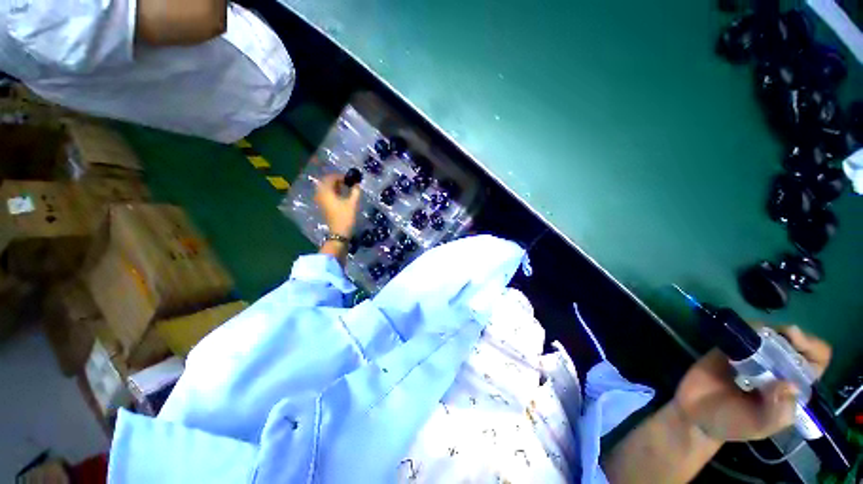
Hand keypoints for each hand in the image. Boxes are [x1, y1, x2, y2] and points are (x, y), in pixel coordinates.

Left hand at [314, 173, 361, 237]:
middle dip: (337, 180)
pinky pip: (326, 194)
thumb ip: (355, 192)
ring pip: (326, 189)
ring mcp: (320, 201)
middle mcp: (320, 194)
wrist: (339, 233)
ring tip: (345, 188)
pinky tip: (341, 195)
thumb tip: (357, 184)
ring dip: (334, 186)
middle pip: (326, 182)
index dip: (340, 176)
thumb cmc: (346, 217)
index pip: (330, 178)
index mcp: (326, 192)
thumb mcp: (353, 203)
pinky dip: (333, 192)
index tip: (350, 178)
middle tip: (347, 182)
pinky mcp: (323, 206)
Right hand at [675, 325, 830, 442]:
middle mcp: (777, 369)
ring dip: (770, 331)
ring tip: (759, 336)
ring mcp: (753, 357)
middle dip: (795, 335)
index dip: (812, 349)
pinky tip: (738, 335)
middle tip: (786, 333)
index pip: (814, 363)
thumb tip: (790, 385)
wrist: (693, 413)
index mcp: (791, 388)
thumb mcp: (757, 427)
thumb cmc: (730, 424)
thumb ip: (776, 413)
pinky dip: (744, 329)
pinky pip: (742, 333)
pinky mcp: (729, 348)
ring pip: (770, 335)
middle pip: (795, 344)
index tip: (799, 344)